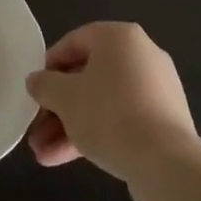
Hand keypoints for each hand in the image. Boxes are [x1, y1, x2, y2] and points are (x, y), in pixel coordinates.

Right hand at [26, 22, 199, 188]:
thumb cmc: (109, 115)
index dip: (48, 67)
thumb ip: (44, 85)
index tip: (34, 91)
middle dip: (57, 107)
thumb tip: (36, 81)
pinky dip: (94, 134)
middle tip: (35, 129)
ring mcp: (156, 89)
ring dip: (69, 126)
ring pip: (102, 102)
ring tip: (42, 154)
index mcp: (119, 38)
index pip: (73, 42)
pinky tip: (63, 159)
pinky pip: (121, 119)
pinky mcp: (163, 120)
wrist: (165, 163)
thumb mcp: (64, 97)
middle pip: (87, 77)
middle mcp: (141, 55)